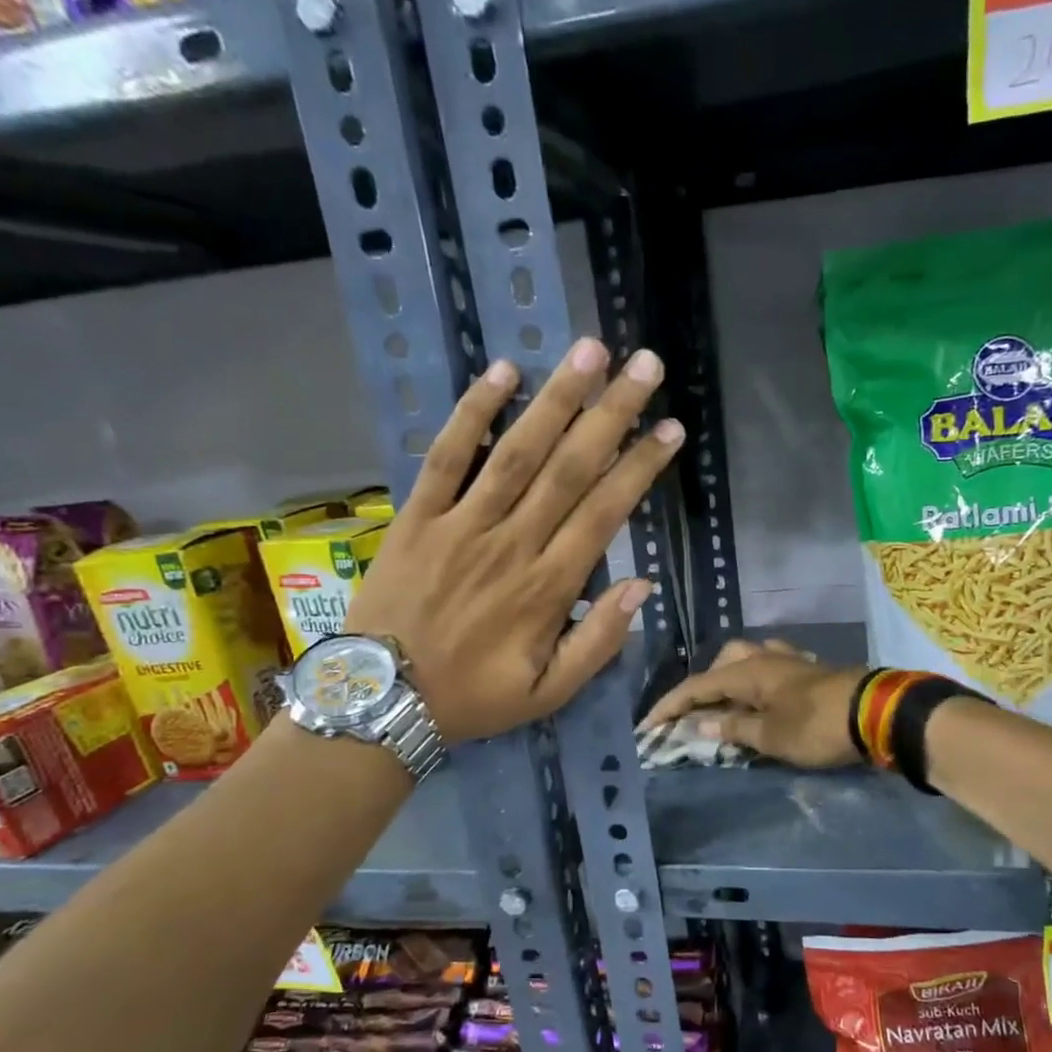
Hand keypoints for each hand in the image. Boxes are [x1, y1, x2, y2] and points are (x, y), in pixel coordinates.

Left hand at [346, 337, 682, 742]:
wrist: (382, 700)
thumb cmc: (474, 698)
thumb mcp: (549, 694)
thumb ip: (599, 643)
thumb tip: (642, 588)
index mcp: (549, 588)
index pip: (605, 513)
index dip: (641, 467)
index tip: (670, 429)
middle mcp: (511, 544)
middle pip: (569, 468)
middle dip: (612, 413)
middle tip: (645, 365)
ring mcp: (461, 525)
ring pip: (516, 451)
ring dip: (556, 399)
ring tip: (590, 351)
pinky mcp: (417, 516)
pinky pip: (445, 456)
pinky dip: (471, 413)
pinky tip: (502, 372)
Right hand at [640, 639, 867, 767]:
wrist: (877, 713)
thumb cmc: (817, 726)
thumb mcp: (771, 736)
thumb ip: (734, 728)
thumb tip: (702, 724)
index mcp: (748, 671)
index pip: (697, 686)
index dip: (670, 706)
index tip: (648, 726)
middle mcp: (765, 657)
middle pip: (723, 662)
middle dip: (705, 685)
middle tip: (699, 714)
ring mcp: (791, 660)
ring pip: (750, 659)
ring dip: (733, 679)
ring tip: (731, 705)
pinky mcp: (812, 670)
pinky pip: (773, 668)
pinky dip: (760, 681)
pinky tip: (767, 698)